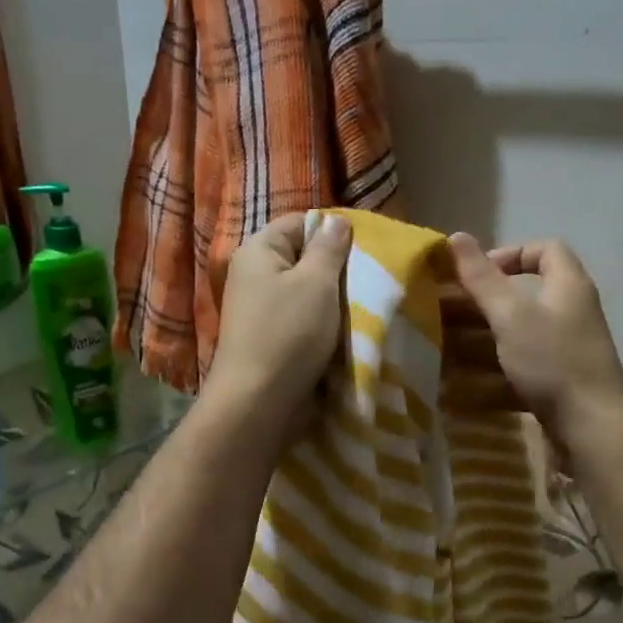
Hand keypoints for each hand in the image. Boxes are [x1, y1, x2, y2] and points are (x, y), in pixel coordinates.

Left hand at [205, 212, 353, 430]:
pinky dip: (322, 325)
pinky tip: (343, 332)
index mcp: (258, 250)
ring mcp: (260, 309)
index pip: (300, 222)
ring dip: (332, 301)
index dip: (333, 230)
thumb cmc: (289, 333)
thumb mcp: (316, 282)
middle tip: (369, 278)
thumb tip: (337, 220)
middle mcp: (253, 275)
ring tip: (362, 306)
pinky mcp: (270, 339)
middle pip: (303, 258)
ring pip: (306, 292)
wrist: (259, 402)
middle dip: (336, 268)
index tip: (366, 248)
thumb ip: (329, 248)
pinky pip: (302, 320)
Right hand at [446, 233, 622, 443]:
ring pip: (521, 334)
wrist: (592, 427)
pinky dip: (496, 372)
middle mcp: (572, 312)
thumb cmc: (552, 361)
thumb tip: (456, 237)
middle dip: (486, 302)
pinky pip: (524, 367)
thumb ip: (482, 279)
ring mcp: (568, 349)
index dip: (510, 253)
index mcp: (568, 286)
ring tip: (448, 348)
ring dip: (485, 339)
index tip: (478, 274)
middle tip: (450, 312)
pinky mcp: (561, 381)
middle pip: (527, 294)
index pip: (545, 249)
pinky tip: (467, 386)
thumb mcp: (511, 316)